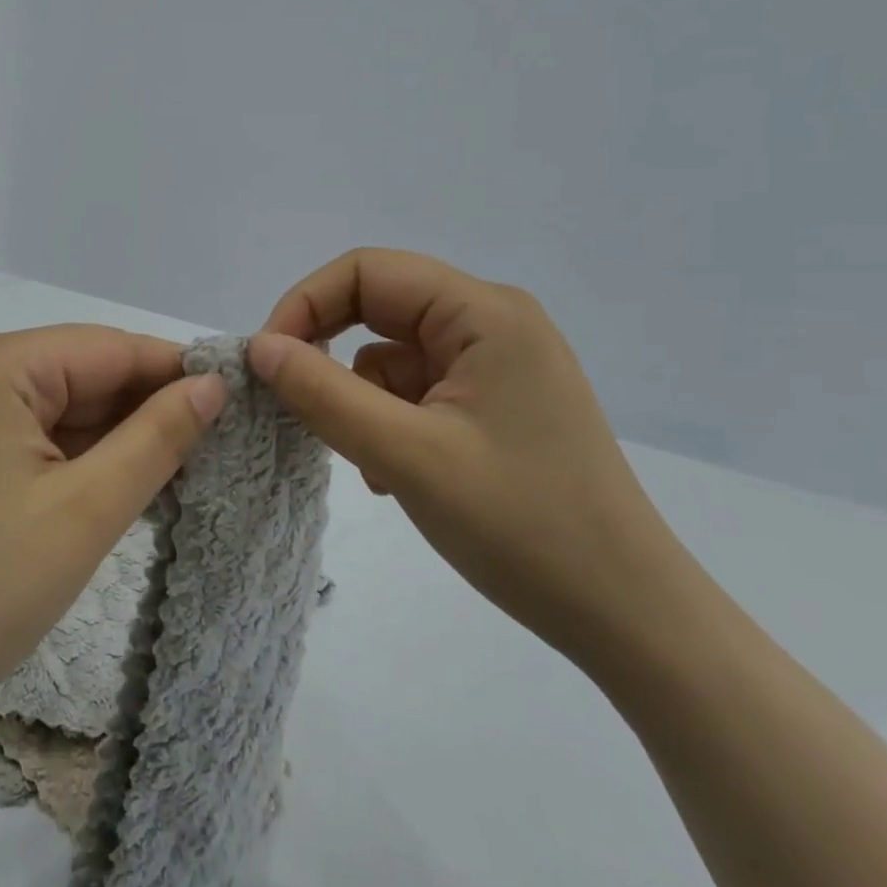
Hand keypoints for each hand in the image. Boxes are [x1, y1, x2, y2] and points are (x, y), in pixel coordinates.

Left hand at [0, 325, 226, 739]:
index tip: (237, 400)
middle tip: (218, 444)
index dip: (175, 372)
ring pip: (59, 406)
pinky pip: (31, 435)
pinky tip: (121, 482)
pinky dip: (77, 456)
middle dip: (145, 408)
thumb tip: (212, 386)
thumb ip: (157, 438)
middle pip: (82, 373)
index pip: (109, 348)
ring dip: (114, 436)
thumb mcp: (86, 511)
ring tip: (183, 468)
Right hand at [249, 249, 701, 665]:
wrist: (626, 615)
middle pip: (380, 307)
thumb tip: (259, 347)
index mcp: (484, 312)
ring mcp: (498, 364)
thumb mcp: (405, 455)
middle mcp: (493, 322)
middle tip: (295, 402)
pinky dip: (388, 421)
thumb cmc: (521, 526)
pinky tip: (395, 474)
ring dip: (361, 398)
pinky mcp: (496, 403)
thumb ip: (322, 393)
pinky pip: (416, 389)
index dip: (305, 303)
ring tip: (370, 463)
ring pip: (392, 353)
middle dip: (330, 353)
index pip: (367, 271)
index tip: (267, 361)